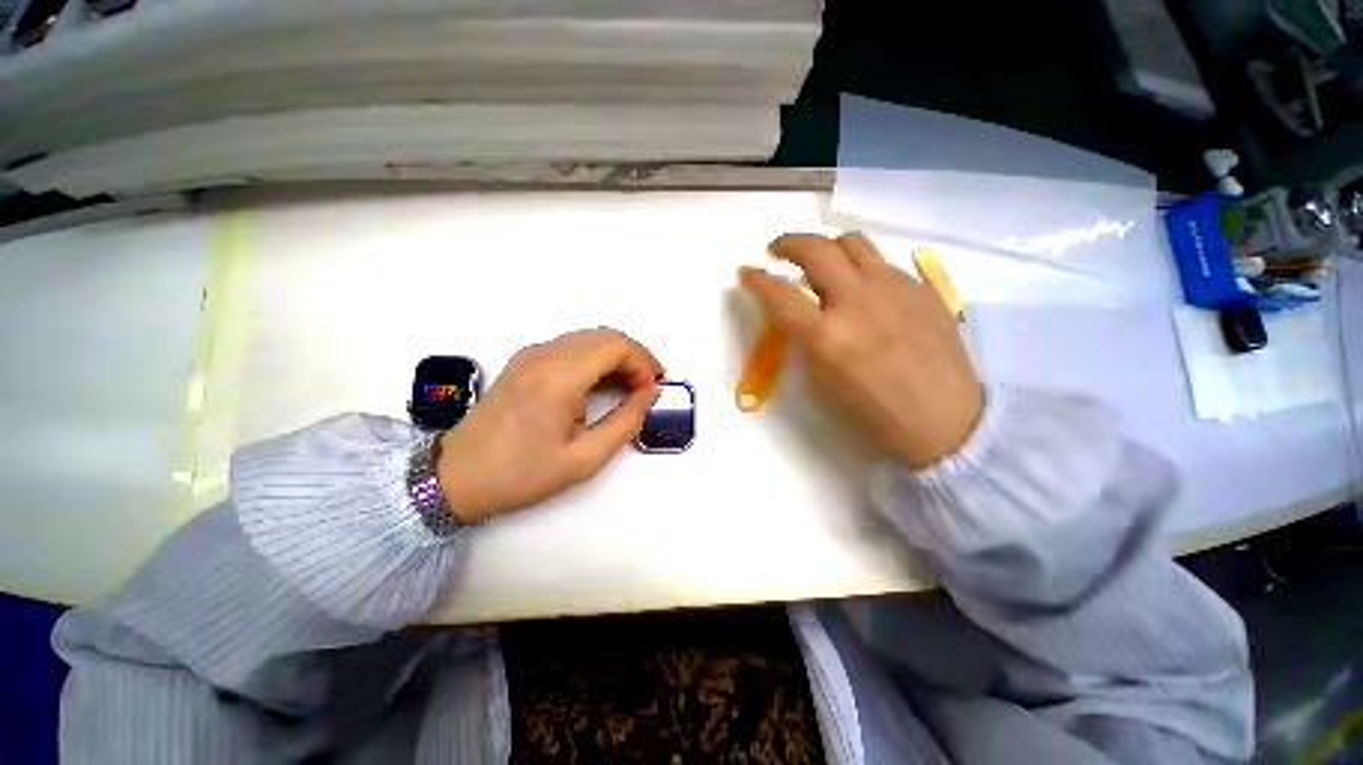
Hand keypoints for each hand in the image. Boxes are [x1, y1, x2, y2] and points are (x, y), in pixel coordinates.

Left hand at [436, 328, 662, 521]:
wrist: (456, 476)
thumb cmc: (522, 474)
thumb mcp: (584, 459)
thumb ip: (625, 423)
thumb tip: (649, 395)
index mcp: (558, 377)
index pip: (616, 346)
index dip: (642, 363)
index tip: (652, 391)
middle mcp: (544, 355)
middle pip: (605, 336)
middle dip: (634, 357)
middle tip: (647, 387)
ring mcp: (531, 354)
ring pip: (590, 337)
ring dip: (617, 356)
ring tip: (630, 386)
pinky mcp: (525, 360)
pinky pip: (572, 346)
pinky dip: (596, 357)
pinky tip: (602, 382)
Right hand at [739, 233, 981, 470]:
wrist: (944, 418)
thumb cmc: (873, 411)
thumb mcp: (823, 379)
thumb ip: (806, 338)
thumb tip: (799, 311)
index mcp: (827, 336)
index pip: (780, 294)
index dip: (756, 279)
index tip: (746, 272)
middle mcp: (858, 301)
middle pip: (816, 250)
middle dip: (788, 243)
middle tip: (777, 250)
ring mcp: (894, 289)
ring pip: (852, 242)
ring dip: (826, 246)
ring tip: (819, 259)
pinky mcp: (920, 287)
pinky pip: (882, 262)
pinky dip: (861, 265)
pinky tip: (862, 285)